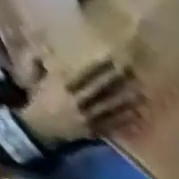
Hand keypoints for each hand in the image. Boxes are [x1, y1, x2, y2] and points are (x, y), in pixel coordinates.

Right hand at [22, 61, 144, 144]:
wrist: (41, 126)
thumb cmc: (39, 97)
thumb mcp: (35, 74)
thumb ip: (39, 60)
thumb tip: (48, 49)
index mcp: (63, 85)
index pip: (85, 74)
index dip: (100, 68)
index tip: (113, 60)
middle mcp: (79, 101)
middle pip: (102, 90)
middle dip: (118, 82)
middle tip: (134, 75)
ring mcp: (89, 117)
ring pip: (111, 107)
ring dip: (127, 101)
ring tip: (142, 94)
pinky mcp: (97, 130)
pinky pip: (114, 125)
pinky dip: (127, 121)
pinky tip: (139, 115)